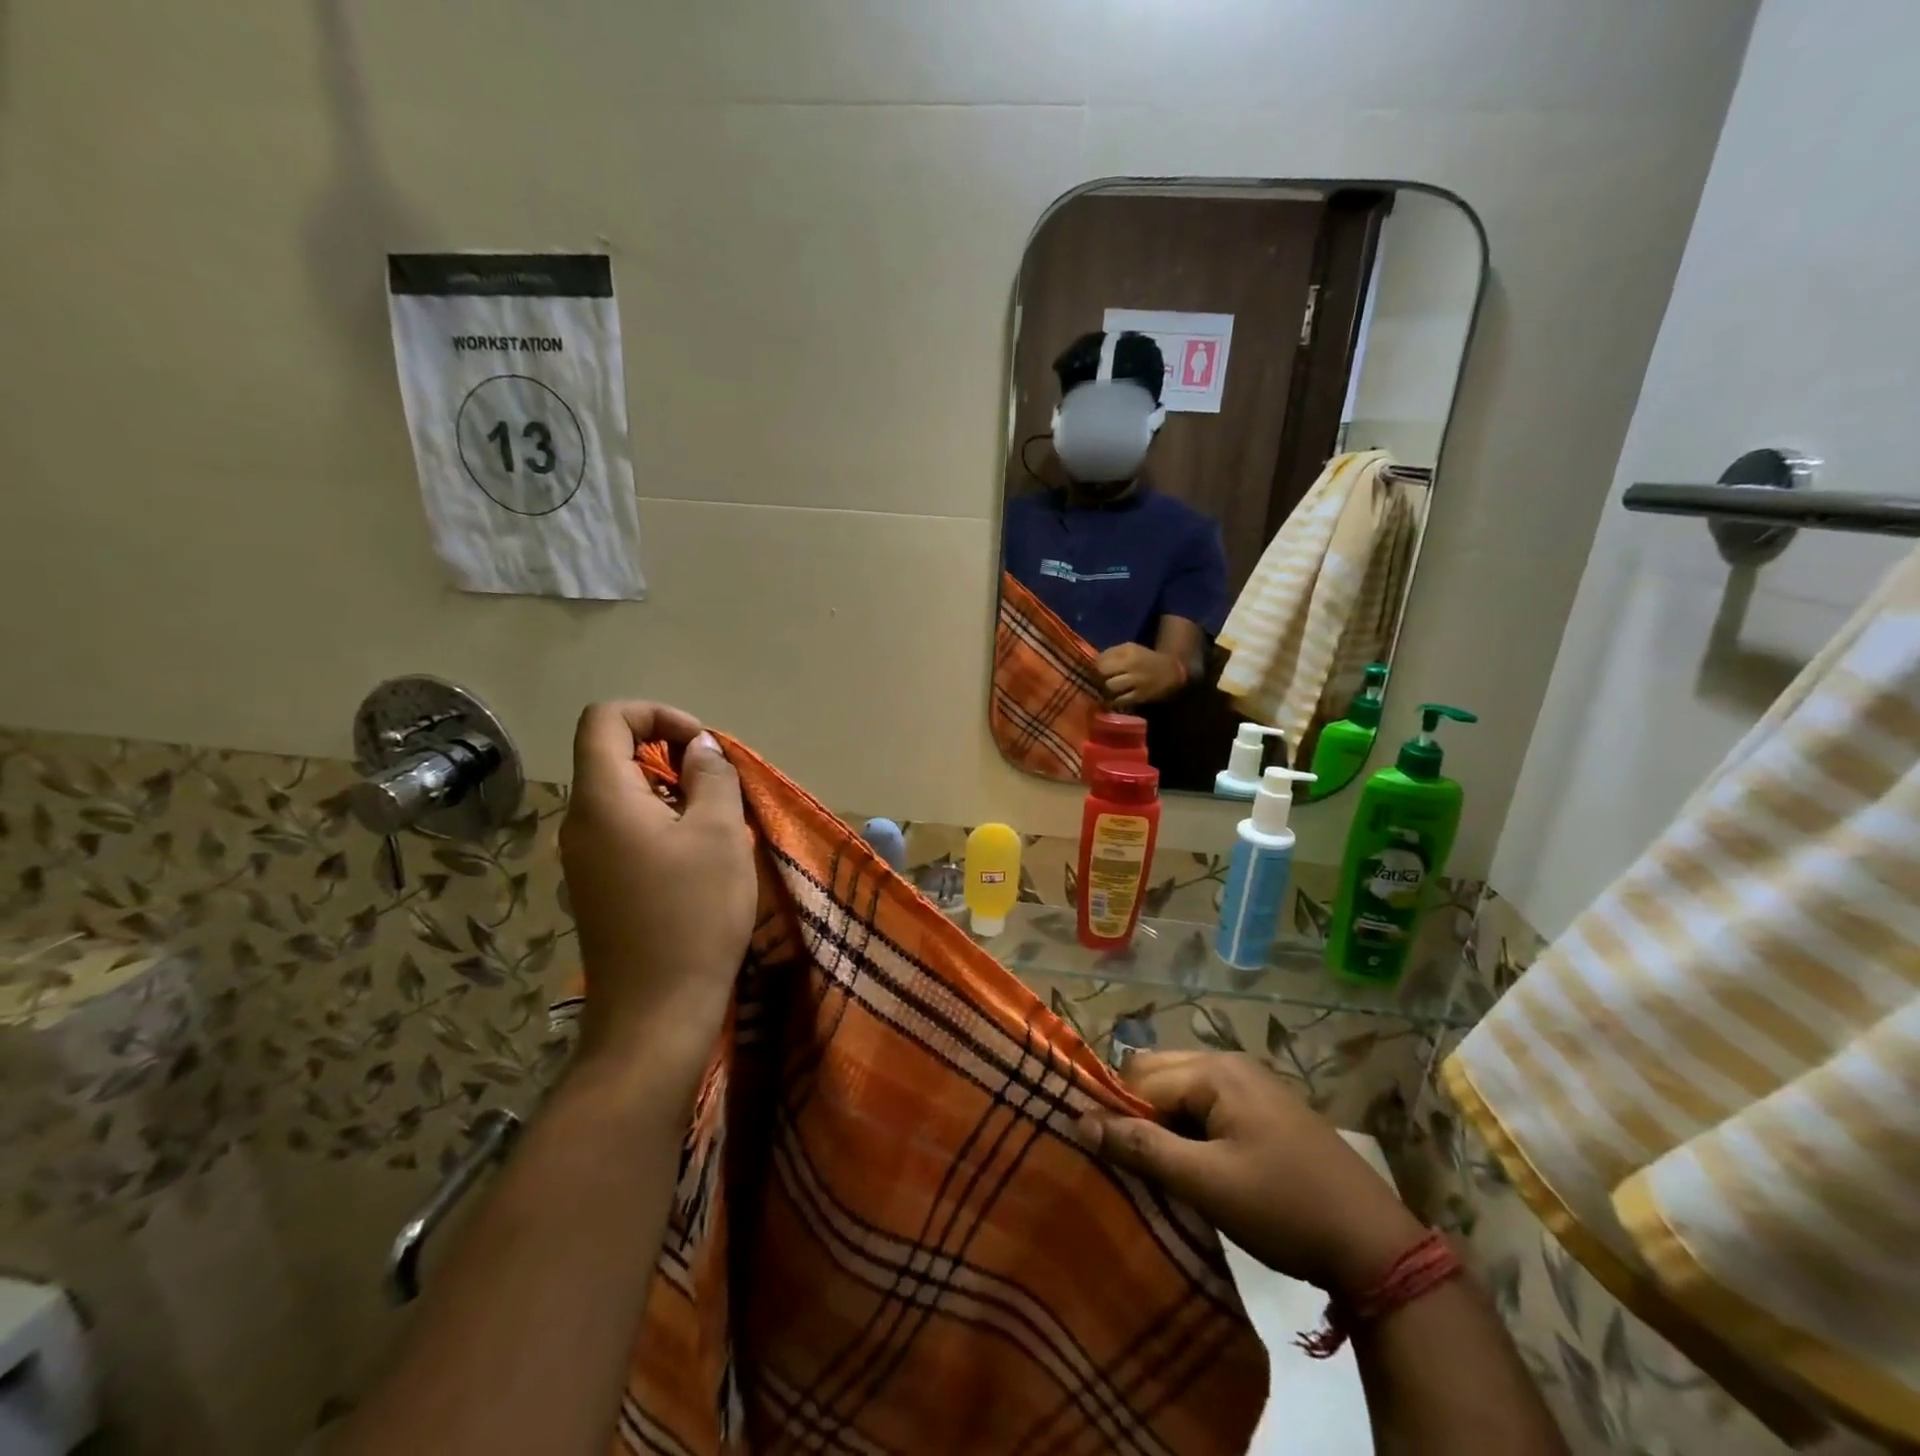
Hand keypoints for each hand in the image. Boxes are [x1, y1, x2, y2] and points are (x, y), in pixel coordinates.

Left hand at [559, 702, 756, 1079]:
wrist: (656, 1014)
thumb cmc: (693, 914)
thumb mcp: (720, 834)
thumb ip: (712, 776)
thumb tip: (701, 748)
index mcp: (602, 799)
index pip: (606, 718)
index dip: (656, 714)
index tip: (701, 747)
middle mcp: (580, 821)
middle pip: (614, 755)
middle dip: (671, 756)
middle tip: (720, 789)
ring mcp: (583, 857)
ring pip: (624, 796)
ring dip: (672, 793)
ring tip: (717, 826)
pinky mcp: (597, 886)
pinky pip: (625, 831)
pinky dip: (662, 825)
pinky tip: (698, 860)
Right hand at [1076, 1051, 1425, 1296]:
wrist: (1374, 1244)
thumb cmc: (1283, 1206)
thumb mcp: (1206, 1182)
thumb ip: (1141, 1147)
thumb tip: (1079, 1118)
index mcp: (1214, 1070)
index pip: (1139, 1077)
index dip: (1114, 1112)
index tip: (1100, 1152)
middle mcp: (1229, 1062)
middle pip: (1158, 1074)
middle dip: (1137, 1113)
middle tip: (1131, 1162)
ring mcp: (1251, 1083)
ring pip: (1181, 1090)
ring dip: (1163, 1123)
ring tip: (1159, 1168)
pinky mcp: (1265, 1108)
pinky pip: (1207, 1104)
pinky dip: (1189, 1128)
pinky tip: (1193, 1164)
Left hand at [1095, 643, 1186, 708]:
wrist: (1171, 673)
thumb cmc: (1146, 659)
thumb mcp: (1130, 649)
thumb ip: (1111, 654)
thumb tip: (1092, 663)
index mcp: (1128, 651)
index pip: (1102, 660)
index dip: (1093, 667)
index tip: (1091, 671)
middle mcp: (1132, 665)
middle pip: (1103, 673)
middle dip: (1096, 679)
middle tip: (1094, 682)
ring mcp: (1136, 682)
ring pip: (1110, 688)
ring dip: (1103, 691)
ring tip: (1102, 691)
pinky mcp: (1139, 697)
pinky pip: (1119, 700)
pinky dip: (1112, 701)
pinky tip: (1110, 699)